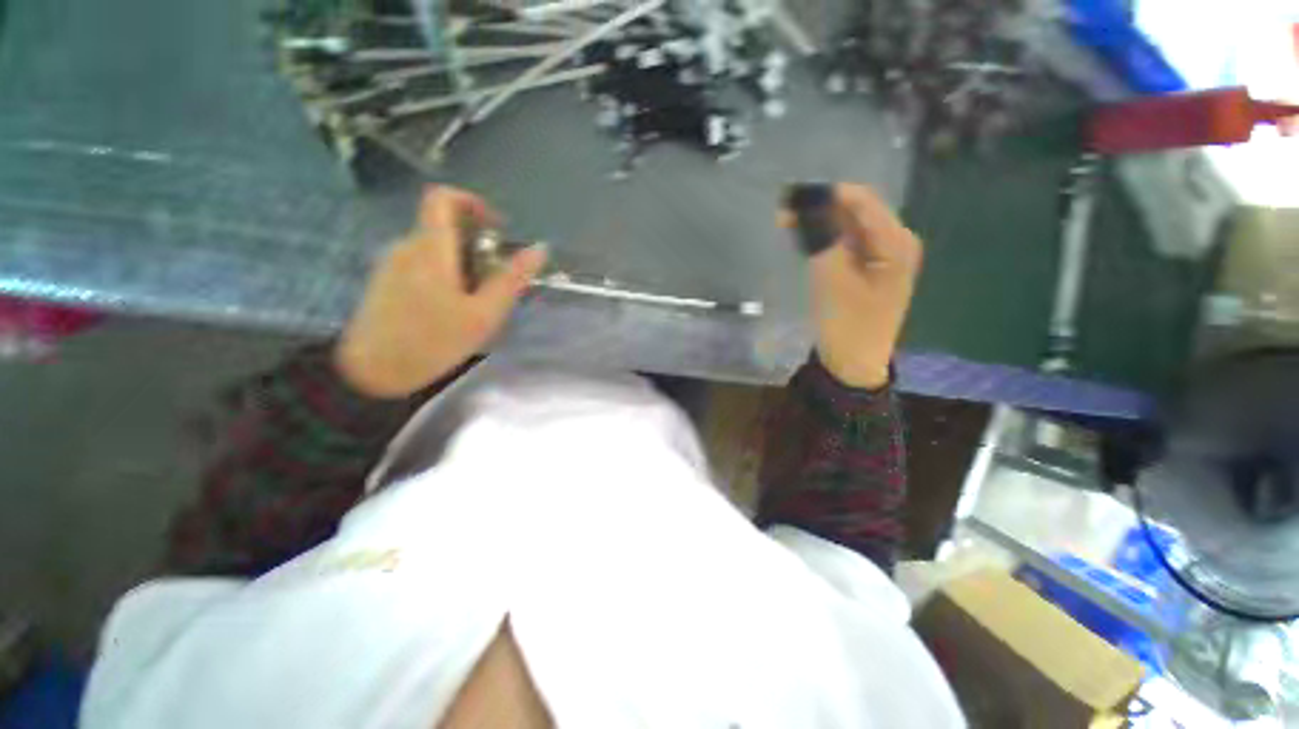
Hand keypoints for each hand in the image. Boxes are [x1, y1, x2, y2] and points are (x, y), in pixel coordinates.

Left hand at [335, 187, 548, 398]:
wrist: (370, 372)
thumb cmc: (432, 341)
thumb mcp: (483, 314)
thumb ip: (511, 279)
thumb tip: (539, 249)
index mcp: (431, 248)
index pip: (443, 197)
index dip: (472, 202)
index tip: (495, 230)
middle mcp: (407, 246)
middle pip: (444, 226)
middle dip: (477, 245)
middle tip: (495, 281)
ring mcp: (392, 263)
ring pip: (435, 247)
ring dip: (463, 263)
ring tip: (477, 302)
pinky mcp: (386, 280)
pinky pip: (422, 263)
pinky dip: (445, 274)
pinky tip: (452, 309)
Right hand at [804, 183, 922, 389]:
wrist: (854, 365)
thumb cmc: (846, 325)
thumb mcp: (831, 279)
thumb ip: (822, 237)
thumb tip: (807, 201)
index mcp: (897, 243)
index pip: (861, 200)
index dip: (825, 194)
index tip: (789, 197)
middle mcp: (898, 242)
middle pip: (857, 211)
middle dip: (820, 209)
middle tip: (783, 214)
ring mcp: (887, 256)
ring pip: (850, 227)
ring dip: (820, 224)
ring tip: (788, 225)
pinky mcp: (873, 269)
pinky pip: (849, 244)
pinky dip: (826, 240)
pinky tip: (805, 241)